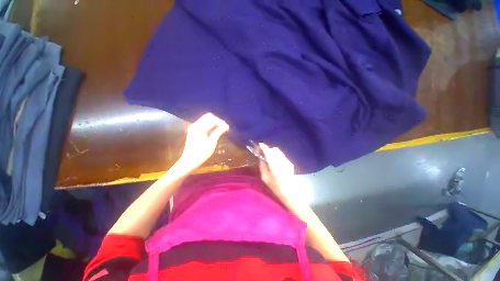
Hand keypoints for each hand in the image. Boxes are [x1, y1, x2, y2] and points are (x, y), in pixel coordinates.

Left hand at [176, 113, 228, 172]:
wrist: (189, 161)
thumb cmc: (201, 154)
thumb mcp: (211, 144)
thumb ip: (218, 133)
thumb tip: (226, 126)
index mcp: (199, 128)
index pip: (212, 120)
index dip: (221, 122)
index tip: (228, 128)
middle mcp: (195, 125)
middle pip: (208, 116)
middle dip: (218, 121)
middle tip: (224, 128)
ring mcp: (193, 127)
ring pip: (206, 119)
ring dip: (214, 123)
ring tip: (221, 130)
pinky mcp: (194, 131)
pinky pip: (203, 124)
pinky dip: (210, 125)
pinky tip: (215, 131)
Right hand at [259, 143, 300, 204]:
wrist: (289, 191)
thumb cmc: (275, 186)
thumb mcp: (265, 178)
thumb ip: (262, 166)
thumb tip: (261, 159)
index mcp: (274, 164)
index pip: (268, 151)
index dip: (263, 147)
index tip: (259, 145)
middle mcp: (281, 160)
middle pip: (274, 149)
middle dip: (268, 149)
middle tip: (263, 153)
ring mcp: (287, 161)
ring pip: (278, 152)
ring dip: (273, 152)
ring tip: (269, 158)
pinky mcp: (290, 163)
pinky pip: (282, 156)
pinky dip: (277, 156)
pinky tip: (276, 163)